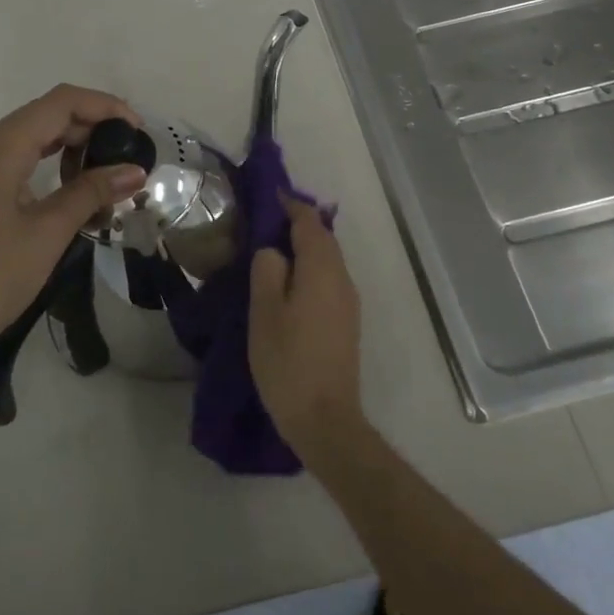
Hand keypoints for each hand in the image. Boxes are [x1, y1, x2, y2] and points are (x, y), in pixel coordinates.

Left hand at [0, 86, 147, 367]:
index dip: (102, 106)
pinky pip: (8, 161)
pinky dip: (42, 164)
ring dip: (66, 146)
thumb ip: (91, 193)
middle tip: (126, 155)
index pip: (57, 104)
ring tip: (103, 173)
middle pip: (39, 116)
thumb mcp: (48, 234)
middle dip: (87, 127)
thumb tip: (135, 171)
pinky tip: (68, 188)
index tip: (136, 129)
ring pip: (24, 138)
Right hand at [248, 196, 364, 453]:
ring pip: (327, 261)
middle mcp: (342, 279)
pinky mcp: (346, 323)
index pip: (309, 223)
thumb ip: (268, 270)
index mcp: (322, 270)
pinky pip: (328, 281)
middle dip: (298, 226)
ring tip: (272, 252)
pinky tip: (288, 285)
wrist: (325, 418)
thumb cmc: (288, 361)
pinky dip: (310, 270)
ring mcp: (348, 303)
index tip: (270, 196)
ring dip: (304, 249)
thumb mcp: (264, 311)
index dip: (291, 206)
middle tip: (265, 222)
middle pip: (323, 240)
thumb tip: (274, 251)